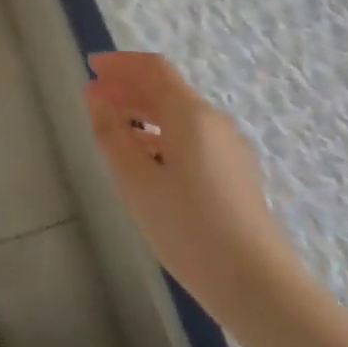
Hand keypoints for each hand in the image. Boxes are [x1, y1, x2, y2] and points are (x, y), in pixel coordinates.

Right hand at [85, 51, 299, 305]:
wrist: (256, 283)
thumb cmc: (187, 227)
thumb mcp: (135, 180)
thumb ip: (111, 133)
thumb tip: (96, 95)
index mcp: (191, 115)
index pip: (154, 68)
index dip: (121, 63)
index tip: (91, 66)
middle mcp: (215, 122)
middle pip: (168, 90)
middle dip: (129, 88)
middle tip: (94, 98)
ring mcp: (230, 149)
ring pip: (180, 116)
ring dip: (145, 113)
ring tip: (113, 129)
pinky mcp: (235, 174)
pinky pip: (192, 139)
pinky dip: (162, 136)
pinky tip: (146, 161)